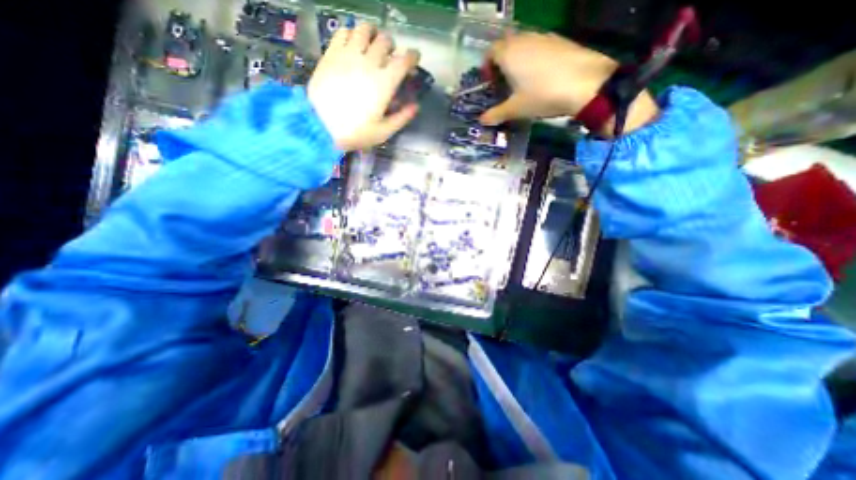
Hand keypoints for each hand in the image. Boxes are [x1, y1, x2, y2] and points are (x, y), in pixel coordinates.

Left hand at [309, 23, 420, 149]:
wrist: (320, 125)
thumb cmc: (355, 132)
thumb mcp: (383, 132)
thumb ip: (402, 118)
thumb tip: (415, 106)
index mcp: (385, 83)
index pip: (404, 60)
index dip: (412, 56)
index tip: (414, 58)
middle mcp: (369, 63)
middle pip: (386, 41)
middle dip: (392, 46)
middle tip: (390, 56)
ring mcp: (348, 55)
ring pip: (365, 29)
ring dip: (373, 34)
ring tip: (372, 44)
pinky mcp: (332, 53)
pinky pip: (344, 31)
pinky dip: (352, 33)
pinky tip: (353, 44)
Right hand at [484, 31, 655, 134]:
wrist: (585, 83)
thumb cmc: (541, 95)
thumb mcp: (515, 109)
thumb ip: (496, 114)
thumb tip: (482, 121)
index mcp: (508, 53)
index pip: (490, 52)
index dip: (487, 67)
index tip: (489, 82)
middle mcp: (524, 39)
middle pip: (506, 46)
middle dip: (501, 63)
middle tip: (503, 82)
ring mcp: (543, 37)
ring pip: (523, 44)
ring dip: (518, 59)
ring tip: (521, 81)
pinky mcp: (559, 40)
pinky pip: (539, 46)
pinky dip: (533, 58)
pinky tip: (540, 76)